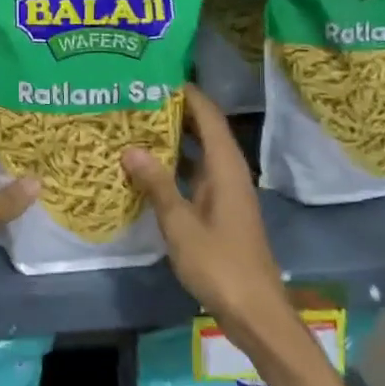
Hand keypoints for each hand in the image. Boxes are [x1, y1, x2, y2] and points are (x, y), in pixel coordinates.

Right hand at [122, 85, 285, 340]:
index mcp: (226, 168)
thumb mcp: (181, 224)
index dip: (186, 93)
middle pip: (203, 130)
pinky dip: (174, 165)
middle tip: (135, 98)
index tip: (156, 74)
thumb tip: (130, 147)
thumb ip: (156, 184)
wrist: (254, 311)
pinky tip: (146, 167)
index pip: (208, 116)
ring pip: (198, 153)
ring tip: (135, 124)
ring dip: (172, 138)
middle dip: (174, 111)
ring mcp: (225, 192)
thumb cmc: (220, 264)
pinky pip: (195, 174)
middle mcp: (229, 172)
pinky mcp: (219, 210)